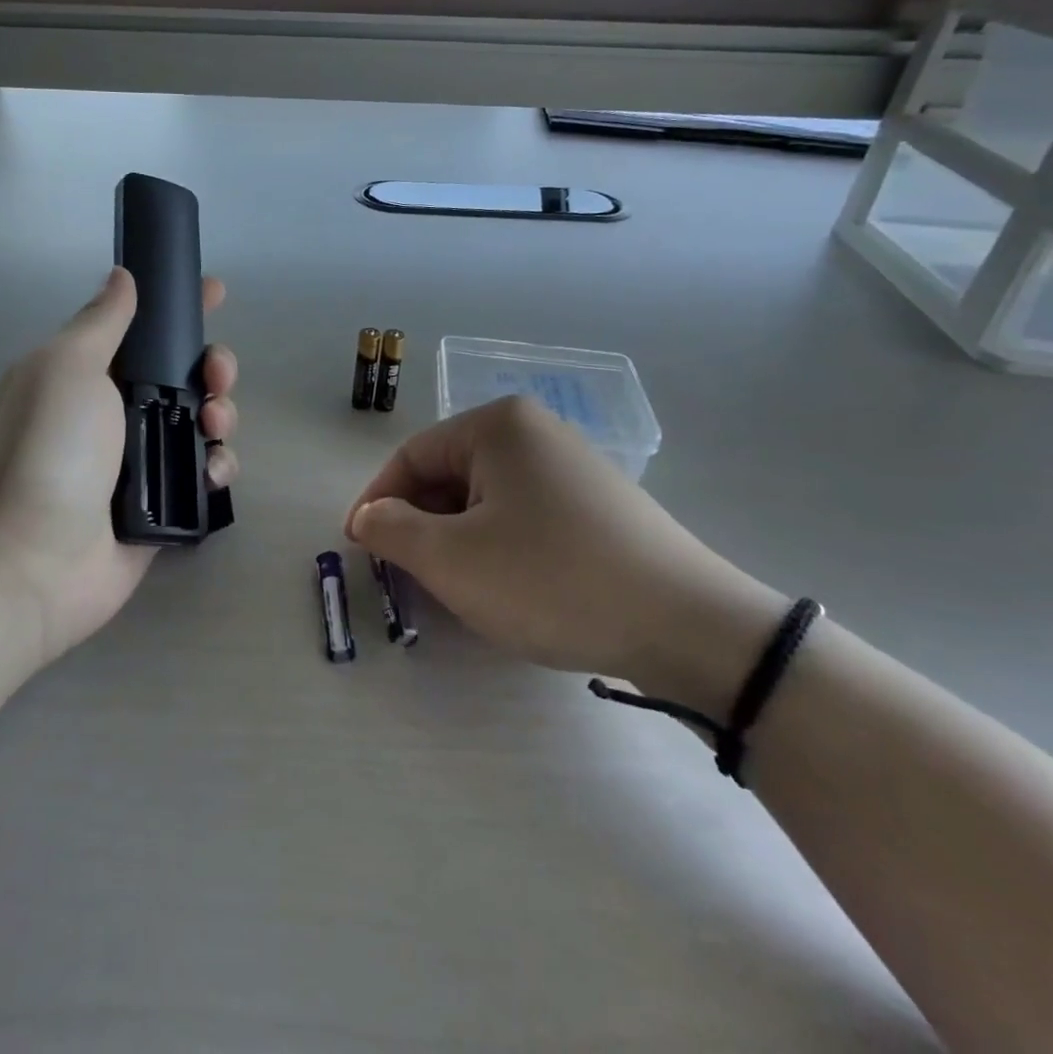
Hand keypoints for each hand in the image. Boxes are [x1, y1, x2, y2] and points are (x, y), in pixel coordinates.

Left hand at [0, 268, 238, 664]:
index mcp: (89, 374)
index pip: (143, 328)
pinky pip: (204, 473)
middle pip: (184, 376)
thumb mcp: (67, 366)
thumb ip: (102, 320)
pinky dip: (217, 466)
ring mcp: (141, 461)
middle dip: (212, 367)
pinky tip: (212, 472)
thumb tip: (121, 275)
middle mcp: (116, 413)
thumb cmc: (48, 448)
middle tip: (216, 378)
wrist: (30, 558)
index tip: (214, 292)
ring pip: (202, 422)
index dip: (180, 308)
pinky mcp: (164, 505)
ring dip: (221, 414)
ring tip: (213, 427)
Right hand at [345, 396, 780, 688]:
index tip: (361, 548)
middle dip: (420, 524)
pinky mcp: (600, 505)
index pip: (412, 456)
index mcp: (497, 426)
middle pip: (449, 475)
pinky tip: (507, 587)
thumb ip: (392, 530)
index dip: (378, 502)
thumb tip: (368, 517)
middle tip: (406, 575)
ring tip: (454, 587)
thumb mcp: (452, 559)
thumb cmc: (552, 579)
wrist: (690, 628)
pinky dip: (499, 547)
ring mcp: (573, 466)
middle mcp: (535, 431)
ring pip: (486, 499)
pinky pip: (525, 516)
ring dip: (457, 540)